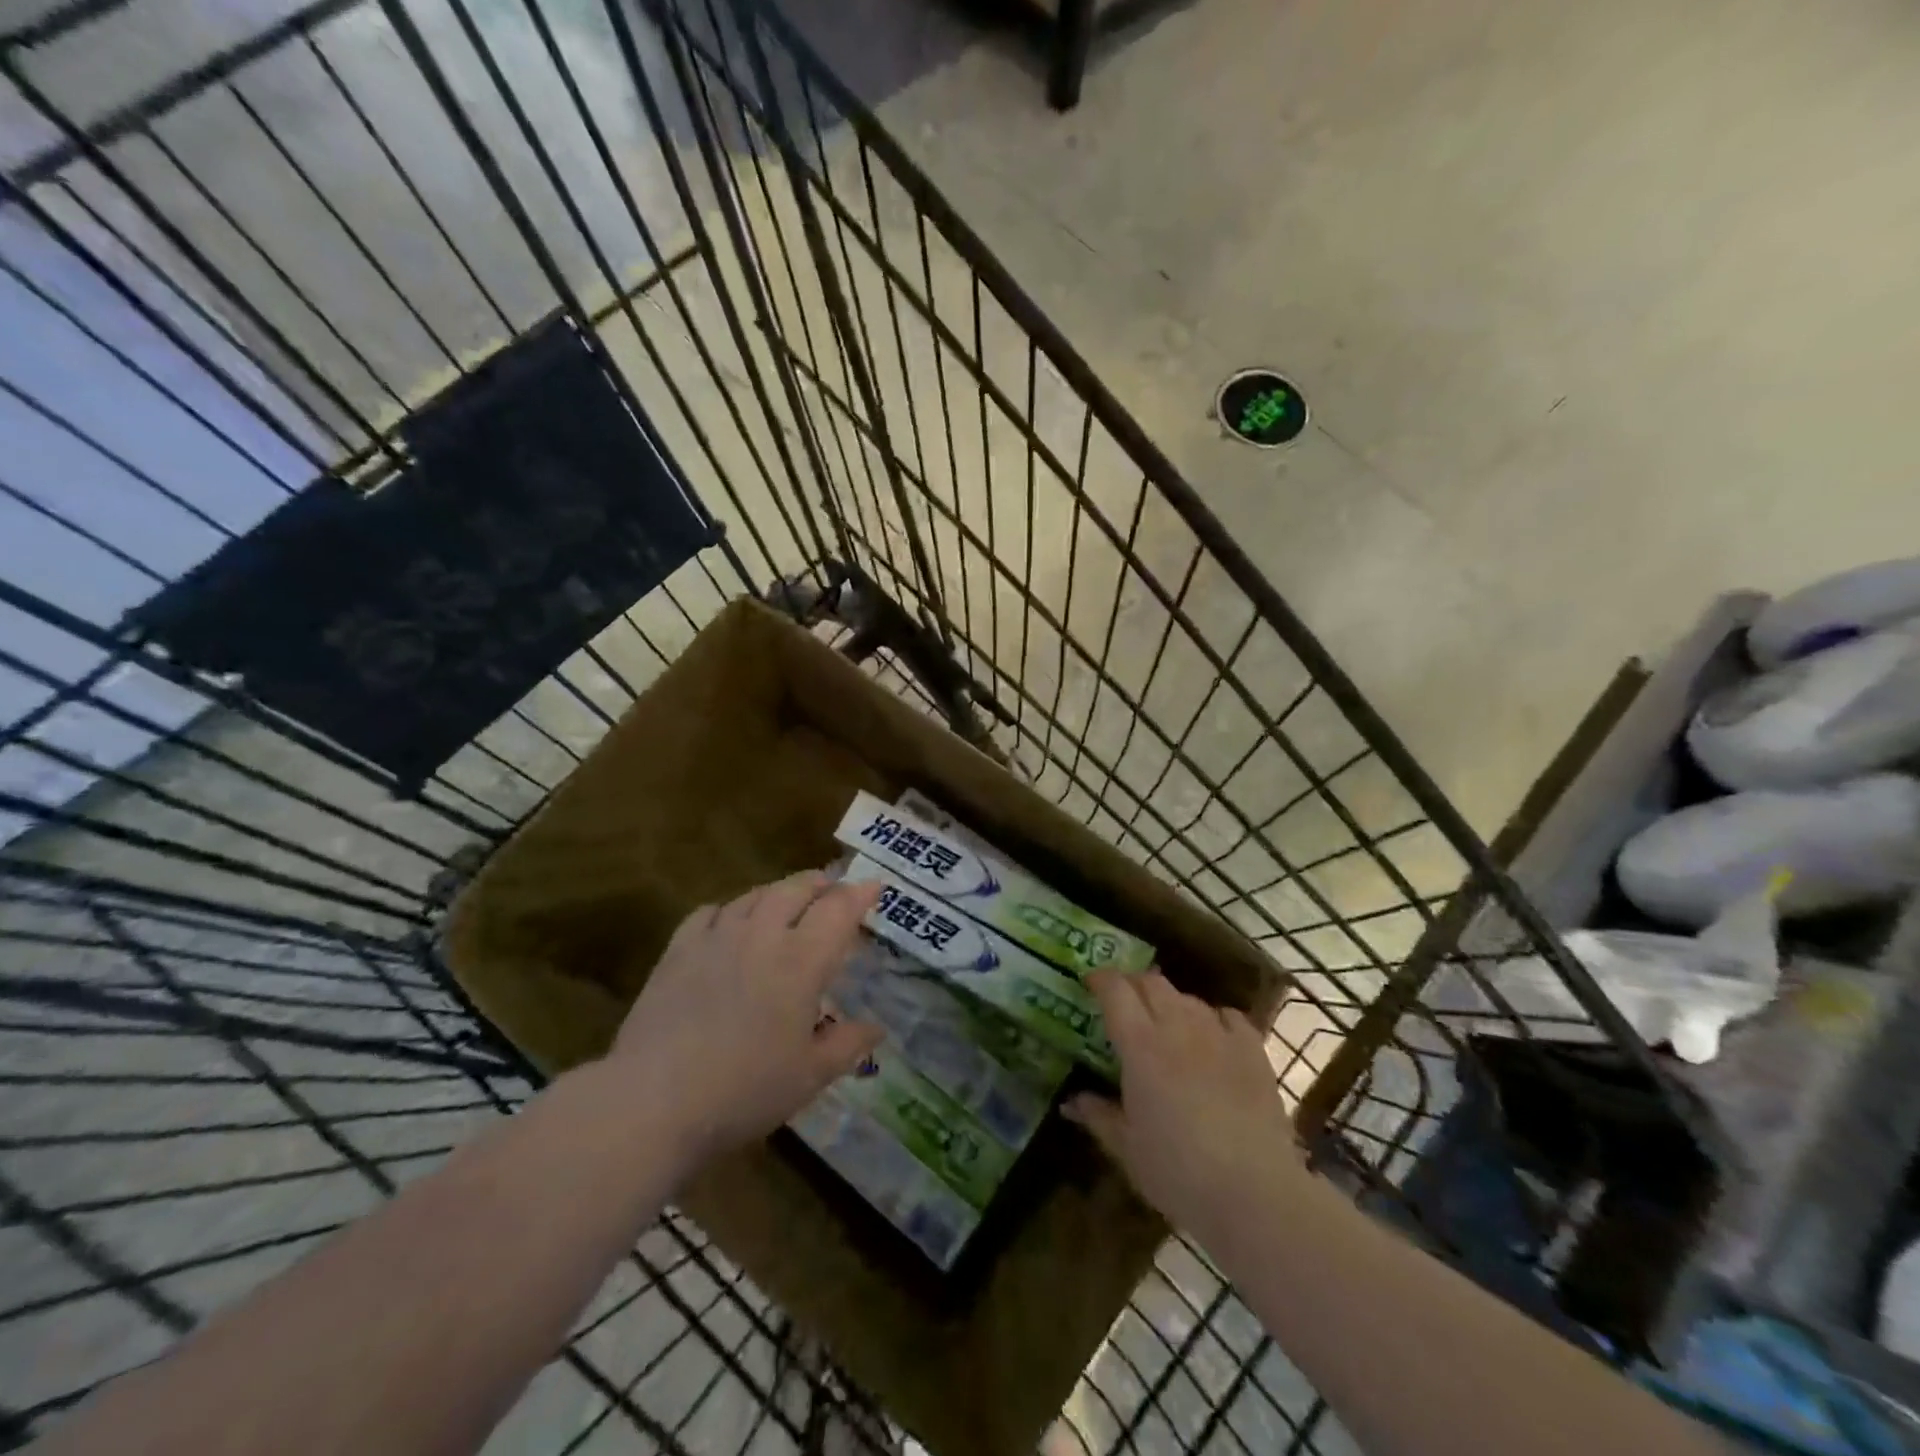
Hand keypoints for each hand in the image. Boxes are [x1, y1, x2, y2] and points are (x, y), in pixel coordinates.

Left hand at [610, 871, 884, 1164]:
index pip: (839, 909)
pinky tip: (730, 923)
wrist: (654, 1100)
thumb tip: (877, 1028)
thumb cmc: (745, 1090)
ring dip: (780, 892)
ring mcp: (717, 937)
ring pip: (756, 894)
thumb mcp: (810, 1076)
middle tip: (833, 891)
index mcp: (802, 960)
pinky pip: (711, 911)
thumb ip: (848, 1044)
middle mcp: (762, 935)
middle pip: (797, 888)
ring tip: (788, 903)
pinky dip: (731, 909)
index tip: (874, 886)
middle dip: (822, 884)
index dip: (860, 894)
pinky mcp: (678, 949)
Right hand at [1064, 970, 1301, 1247]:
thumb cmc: (1177, 1172)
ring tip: (1165, 1023)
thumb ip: (1098, 1116)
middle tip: (1124, 1002)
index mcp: (1140, 1045)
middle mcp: (1178, 1026)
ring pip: (1188, 998)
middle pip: (1152, 983)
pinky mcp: (1253, 1051)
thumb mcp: (1126, 1148)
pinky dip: (1214, 1018)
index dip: (1101, 979)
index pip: (1115, 991)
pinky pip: (1228, 1016)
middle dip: (1133, 985)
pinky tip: (1212, 1036)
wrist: (1254, 1193)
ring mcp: (1219, 1034)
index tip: (1090, 983)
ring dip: (1171, 1002)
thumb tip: (1071, 1101)